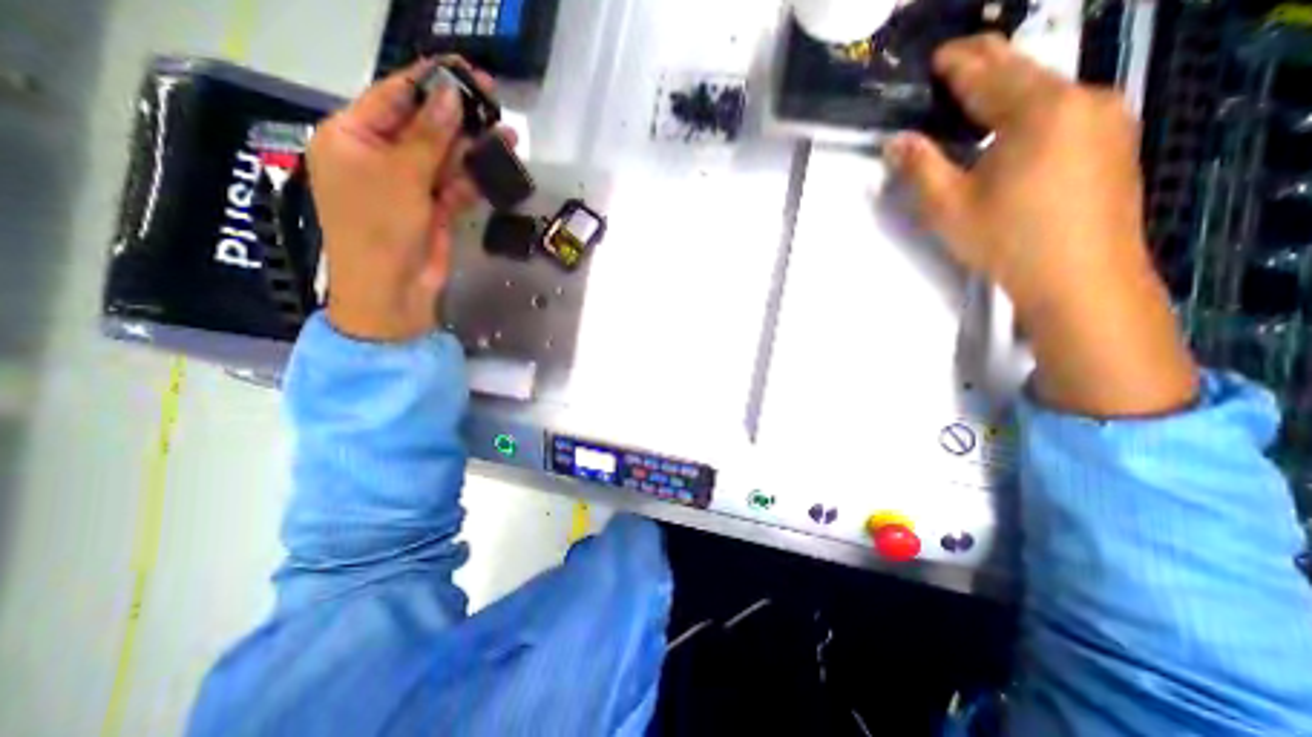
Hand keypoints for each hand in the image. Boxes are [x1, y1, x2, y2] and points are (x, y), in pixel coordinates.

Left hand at [310, 58, 509, 342]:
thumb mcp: (401, 175)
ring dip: (471, 148)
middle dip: (457, 117)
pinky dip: (472, 178)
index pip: (392, 98)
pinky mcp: (432, 209)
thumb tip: (452, 96)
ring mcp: (408, 186)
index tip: (465, 73)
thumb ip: (428, 135)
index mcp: (351, 138)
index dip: (429, 84)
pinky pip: (453, 185)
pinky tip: (494, 167)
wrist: (393, 289)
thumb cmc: (381, 227)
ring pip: (443, 158)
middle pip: (422, 127)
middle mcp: (379, 158)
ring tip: (505, 134)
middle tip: (493, 101)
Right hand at [879, 36, 1197, 418]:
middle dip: (986, 63)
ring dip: (1008, 88)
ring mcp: (1106, 118)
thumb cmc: (1007, 239)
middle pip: (1024, 72)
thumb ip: (920, 167)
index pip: (989, 73)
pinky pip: (1064, 109)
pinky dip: (1030, 108)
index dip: (958, 63)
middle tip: (955, 61)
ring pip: (1046, 91)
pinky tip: (1012, 124)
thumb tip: (896, 141)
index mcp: (1038, 111)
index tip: (936, 56)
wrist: (1080, 276)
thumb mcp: (948, 207)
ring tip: (977, 93)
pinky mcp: (1113, 141)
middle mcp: (1081, 100)